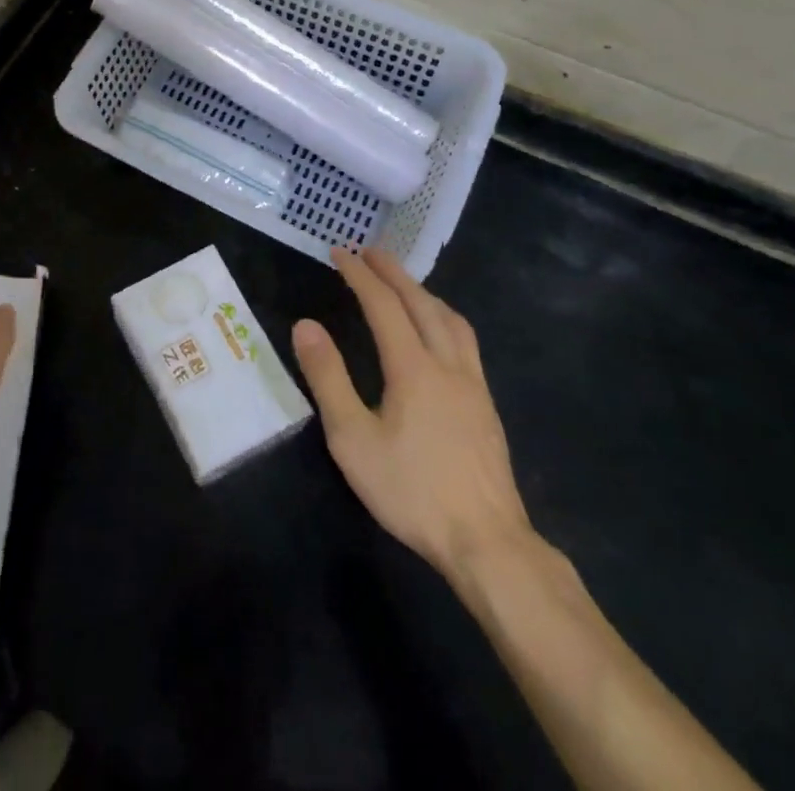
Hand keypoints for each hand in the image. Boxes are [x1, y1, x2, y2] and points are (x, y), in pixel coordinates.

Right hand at [293, 247, 533, 587]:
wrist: (488, 543)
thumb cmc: (411, 491)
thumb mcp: (353, 438)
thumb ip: (328, 378)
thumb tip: (306, 325)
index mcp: (413, 367)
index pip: (383, 305)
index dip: (359, 275)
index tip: (339, 252)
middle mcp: (447, 364)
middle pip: (421, 303)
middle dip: (393, 272)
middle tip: (369, 252)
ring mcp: (473, 385)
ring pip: (451, 319)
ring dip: (423, 292)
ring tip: (404, 284)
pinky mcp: (486, 406)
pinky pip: (465, 341)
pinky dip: (444, 317)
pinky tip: (439, 334)